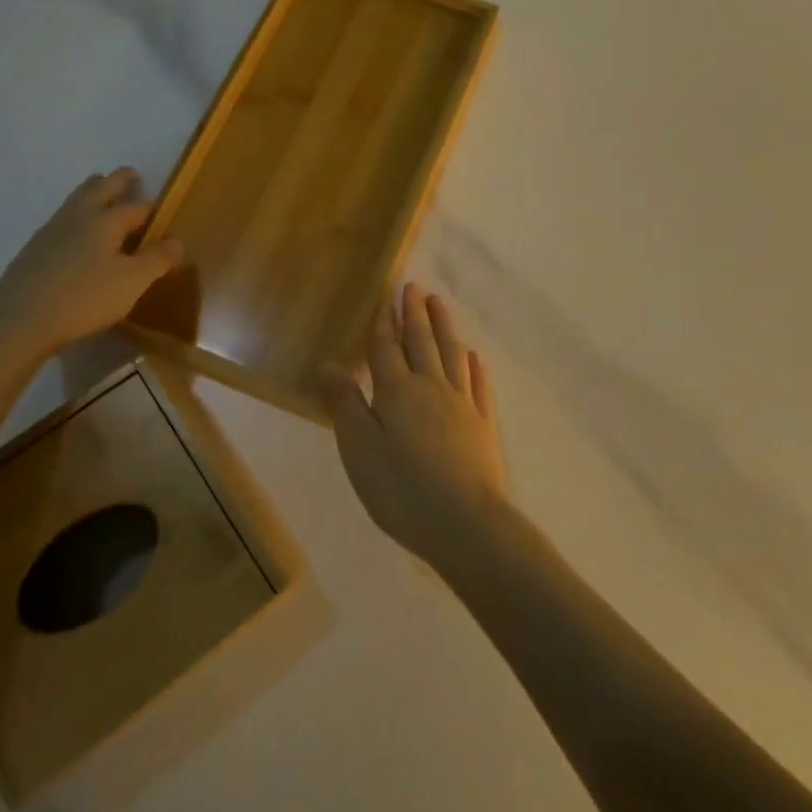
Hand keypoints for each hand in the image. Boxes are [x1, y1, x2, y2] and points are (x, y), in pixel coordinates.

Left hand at [0, 168, 183, 367]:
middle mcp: (78, 217)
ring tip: (98, 186)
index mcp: (106, 221)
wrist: (17, 321)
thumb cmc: (83, 298)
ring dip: (91, 190)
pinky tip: (72, 228)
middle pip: (100, 189)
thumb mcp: (132, 283)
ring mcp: (51, 231)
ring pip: (75, 200)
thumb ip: (157, 260)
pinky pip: (60, 219)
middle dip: (117, 180)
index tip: (161, 208)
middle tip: (128, 172)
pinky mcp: (33, 250)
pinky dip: (74, 213)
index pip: (136, 207)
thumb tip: (177, 242)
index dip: (151, 207)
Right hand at [321, 283, 508, 575]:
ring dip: (445, 327)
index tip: (387, 296)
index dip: (385, 322)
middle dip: (416, 314)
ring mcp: (463, 404)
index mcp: (397, 392)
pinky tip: (476, 356)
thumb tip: (327, 363)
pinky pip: (480, 385)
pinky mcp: (484, 425)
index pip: (387, 348)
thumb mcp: (359, 450)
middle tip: (415, 287)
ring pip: (453, 354)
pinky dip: (476, 366)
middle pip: (423, 342)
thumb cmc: (402, 490)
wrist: (466, 524)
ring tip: (441, 304)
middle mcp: (432, 387)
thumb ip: (345, 404)